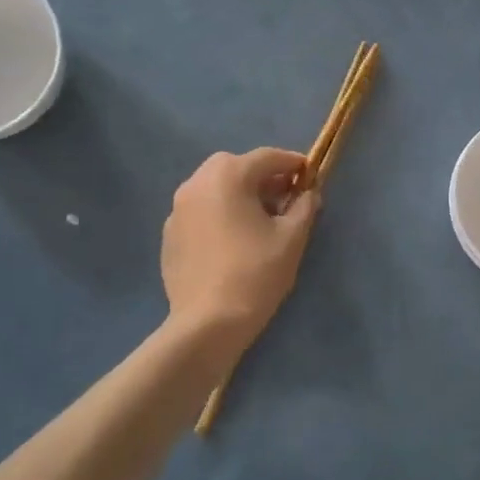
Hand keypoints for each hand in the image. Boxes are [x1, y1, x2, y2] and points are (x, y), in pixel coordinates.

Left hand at [162, 149, 319, 350]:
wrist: (208, 323)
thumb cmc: (256, 273)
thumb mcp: (292, 237)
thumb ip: (304, 206)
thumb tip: (308, 193)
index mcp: (228, 176)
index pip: (267, 157)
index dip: (293, 163)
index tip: (310, 175)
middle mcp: (196, 184)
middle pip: (235, 166)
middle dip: (262, 176)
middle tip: (284, 197)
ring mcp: (177, 210)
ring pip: (214, 188)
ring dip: (238, 193)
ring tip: (260, 219)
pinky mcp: (169, 235)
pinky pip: (200, 212)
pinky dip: (219, 214)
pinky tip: (234, 240)